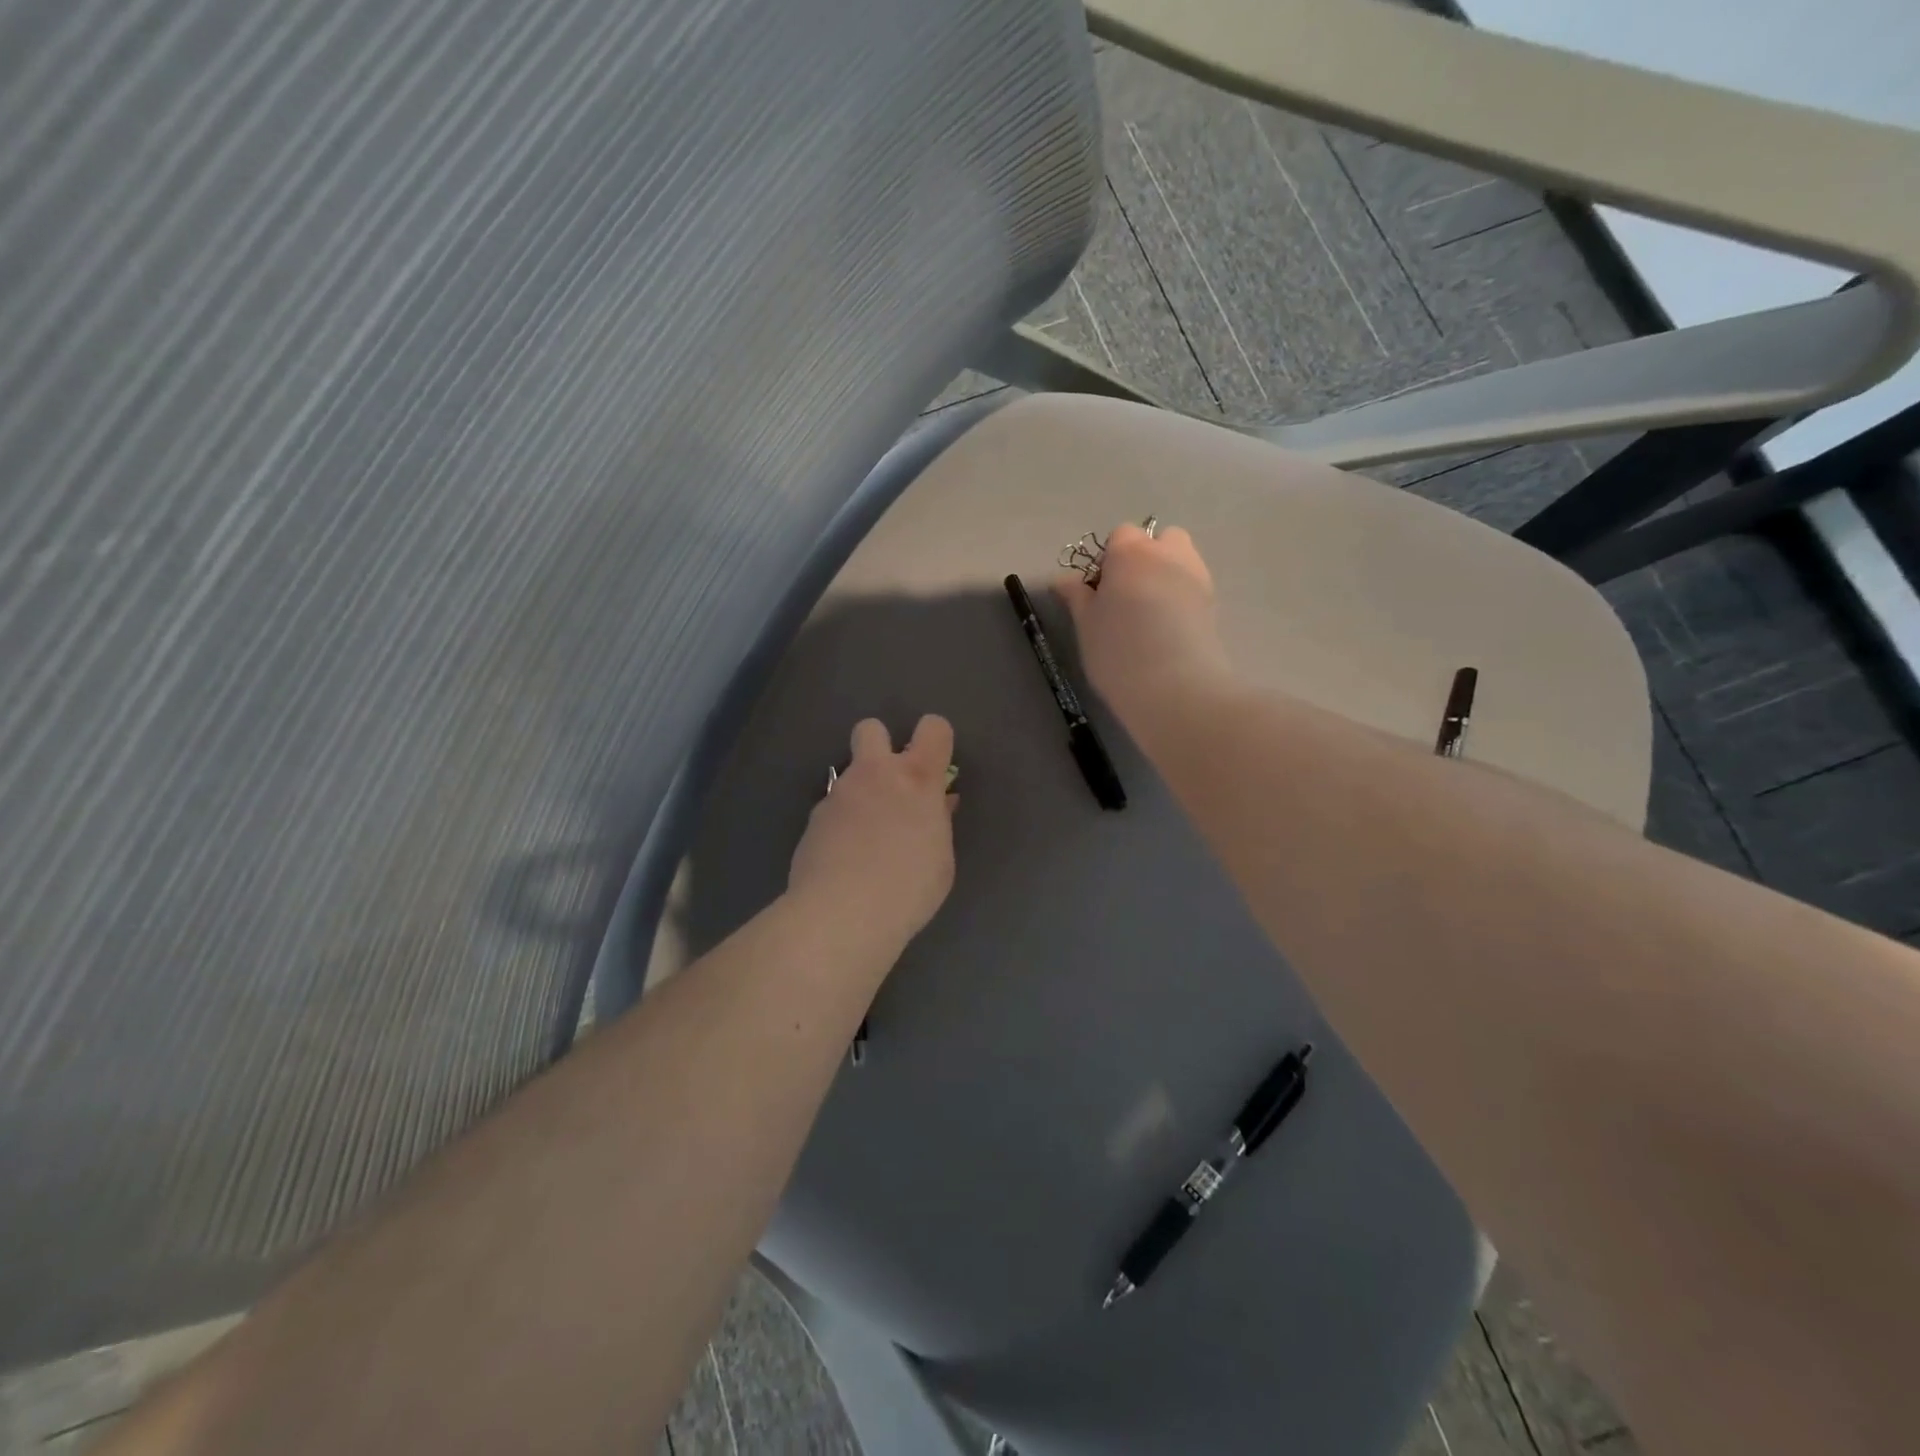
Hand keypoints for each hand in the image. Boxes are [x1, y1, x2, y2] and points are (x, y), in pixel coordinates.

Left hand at [788, 715, 957, 952]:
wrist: (841, 914)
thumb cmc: (908, 889)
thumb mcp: (941, 860)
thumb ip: (939, 823)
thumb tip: (939, 804)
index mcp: (917, 779)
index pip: (933, 728)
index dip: (936, 739)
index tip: (937, 767)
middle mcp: (875, 774)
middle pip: (871, 728)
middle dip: (881, 745)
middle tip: (891, 785)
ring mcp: (839, 794)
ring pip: (850, 774)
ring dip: (861, 793)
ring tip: (868, 838)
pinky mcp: (813, 818)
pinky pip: (833, 808)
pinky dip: (841, 824)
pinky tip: (845, 858)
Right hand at [1054, 523, 1233, 730]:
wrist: (1175, 688)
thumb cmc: (1118, 651)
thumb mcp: (1086, 625)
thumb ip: (1076, 596)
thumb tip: (1063, 580)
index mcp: (1131, 552)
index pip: (1119, 535)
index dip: (1108, 560)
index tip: (1099, 592)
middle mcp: (1169, 554)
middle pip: (1159, 539)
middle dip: (1144, 558)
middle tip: (1126, 596)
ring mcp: (1197, 577)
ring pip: (1181, 560)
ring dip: (1165, 574)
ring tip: (1148, 614)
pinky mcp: (1213, 604)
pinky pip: (1193, 587)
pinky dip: (1181, 597)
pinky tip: (1167, 629)